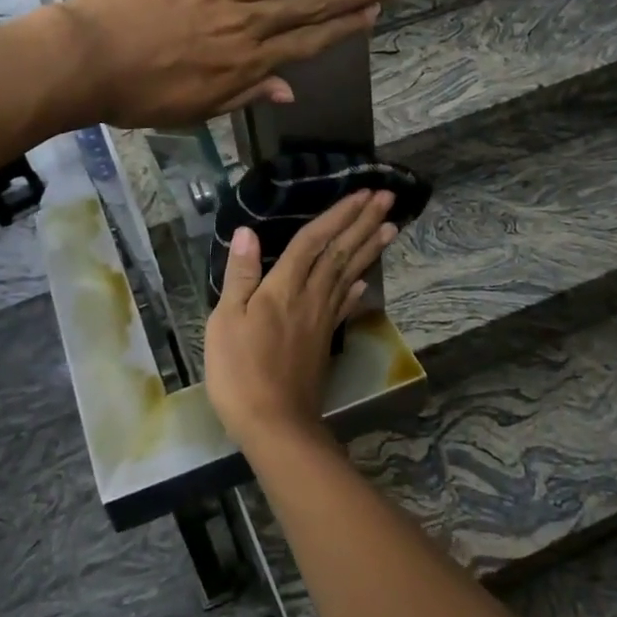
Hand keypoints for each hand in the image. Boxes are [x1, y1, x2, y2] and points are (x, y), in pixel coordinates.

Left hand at [53, 0, 400, 128]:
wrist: (85, 61)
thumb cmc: (136, 95)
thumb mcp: (194, 110)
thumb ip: (245, 95)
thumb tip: (288, 90)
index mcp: (245, 65)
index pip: (307, 42)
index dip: (344, 26)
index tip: (374, 13)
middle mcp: (246, 24)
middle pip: (310, 3)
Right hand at [205, 190, 398, 454]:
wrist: (274, 423)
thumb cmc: (240, 371)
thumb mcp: (225, 321)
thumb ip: (240, 276)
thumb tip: (248, 233)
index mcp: (283, 288)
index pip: (314, 241)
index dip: (337, 215)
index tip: (362, 192)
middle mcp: (310, 297)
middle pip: (340, 252)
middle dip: (363, 223)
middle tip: (387, 198)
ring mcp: (321, 319)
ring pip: (349, 274)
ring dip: (369, 248)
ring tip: (391, 227)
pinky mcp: (324, 340)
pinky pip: (344, 305)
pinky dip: (356, 289)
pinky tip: (366, 280)